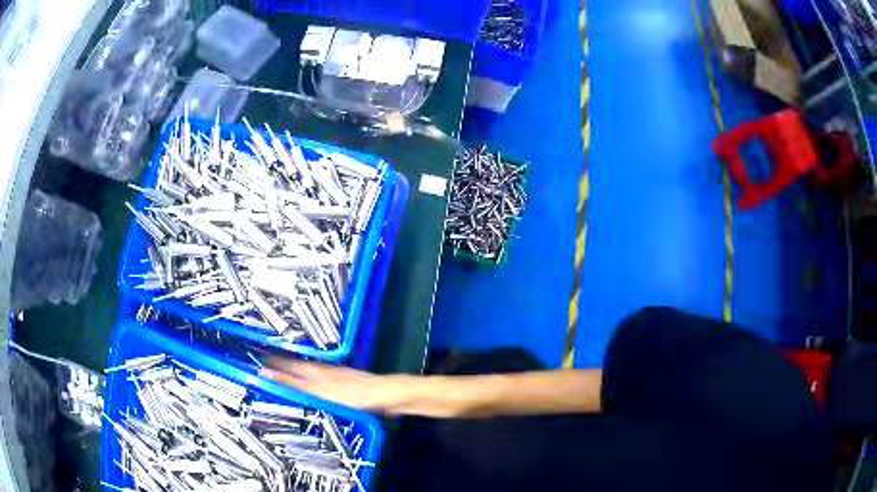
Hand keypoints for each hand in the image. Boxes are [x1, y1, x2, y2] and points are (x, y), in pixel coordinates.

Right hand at [260, 358, 401, 413]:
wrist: (382, 395)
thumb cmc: (349, 394)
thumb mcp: (316, 391)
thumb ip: (291, 383)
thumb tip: (264, 373)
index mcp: (312, 370)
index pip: (286, 364)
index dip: (272, 362)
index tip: (257, 357)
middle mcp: (320, 370)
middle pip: (296, 366)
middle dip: (281, 365)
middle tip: (265, 363)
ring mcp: (333, 375)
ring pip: (308, 371)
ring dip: (295, 372)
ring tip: (283, 373)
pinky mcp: (343, 384)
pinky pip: (320, 379)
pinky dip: (310, 381)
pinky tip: (311, 388)